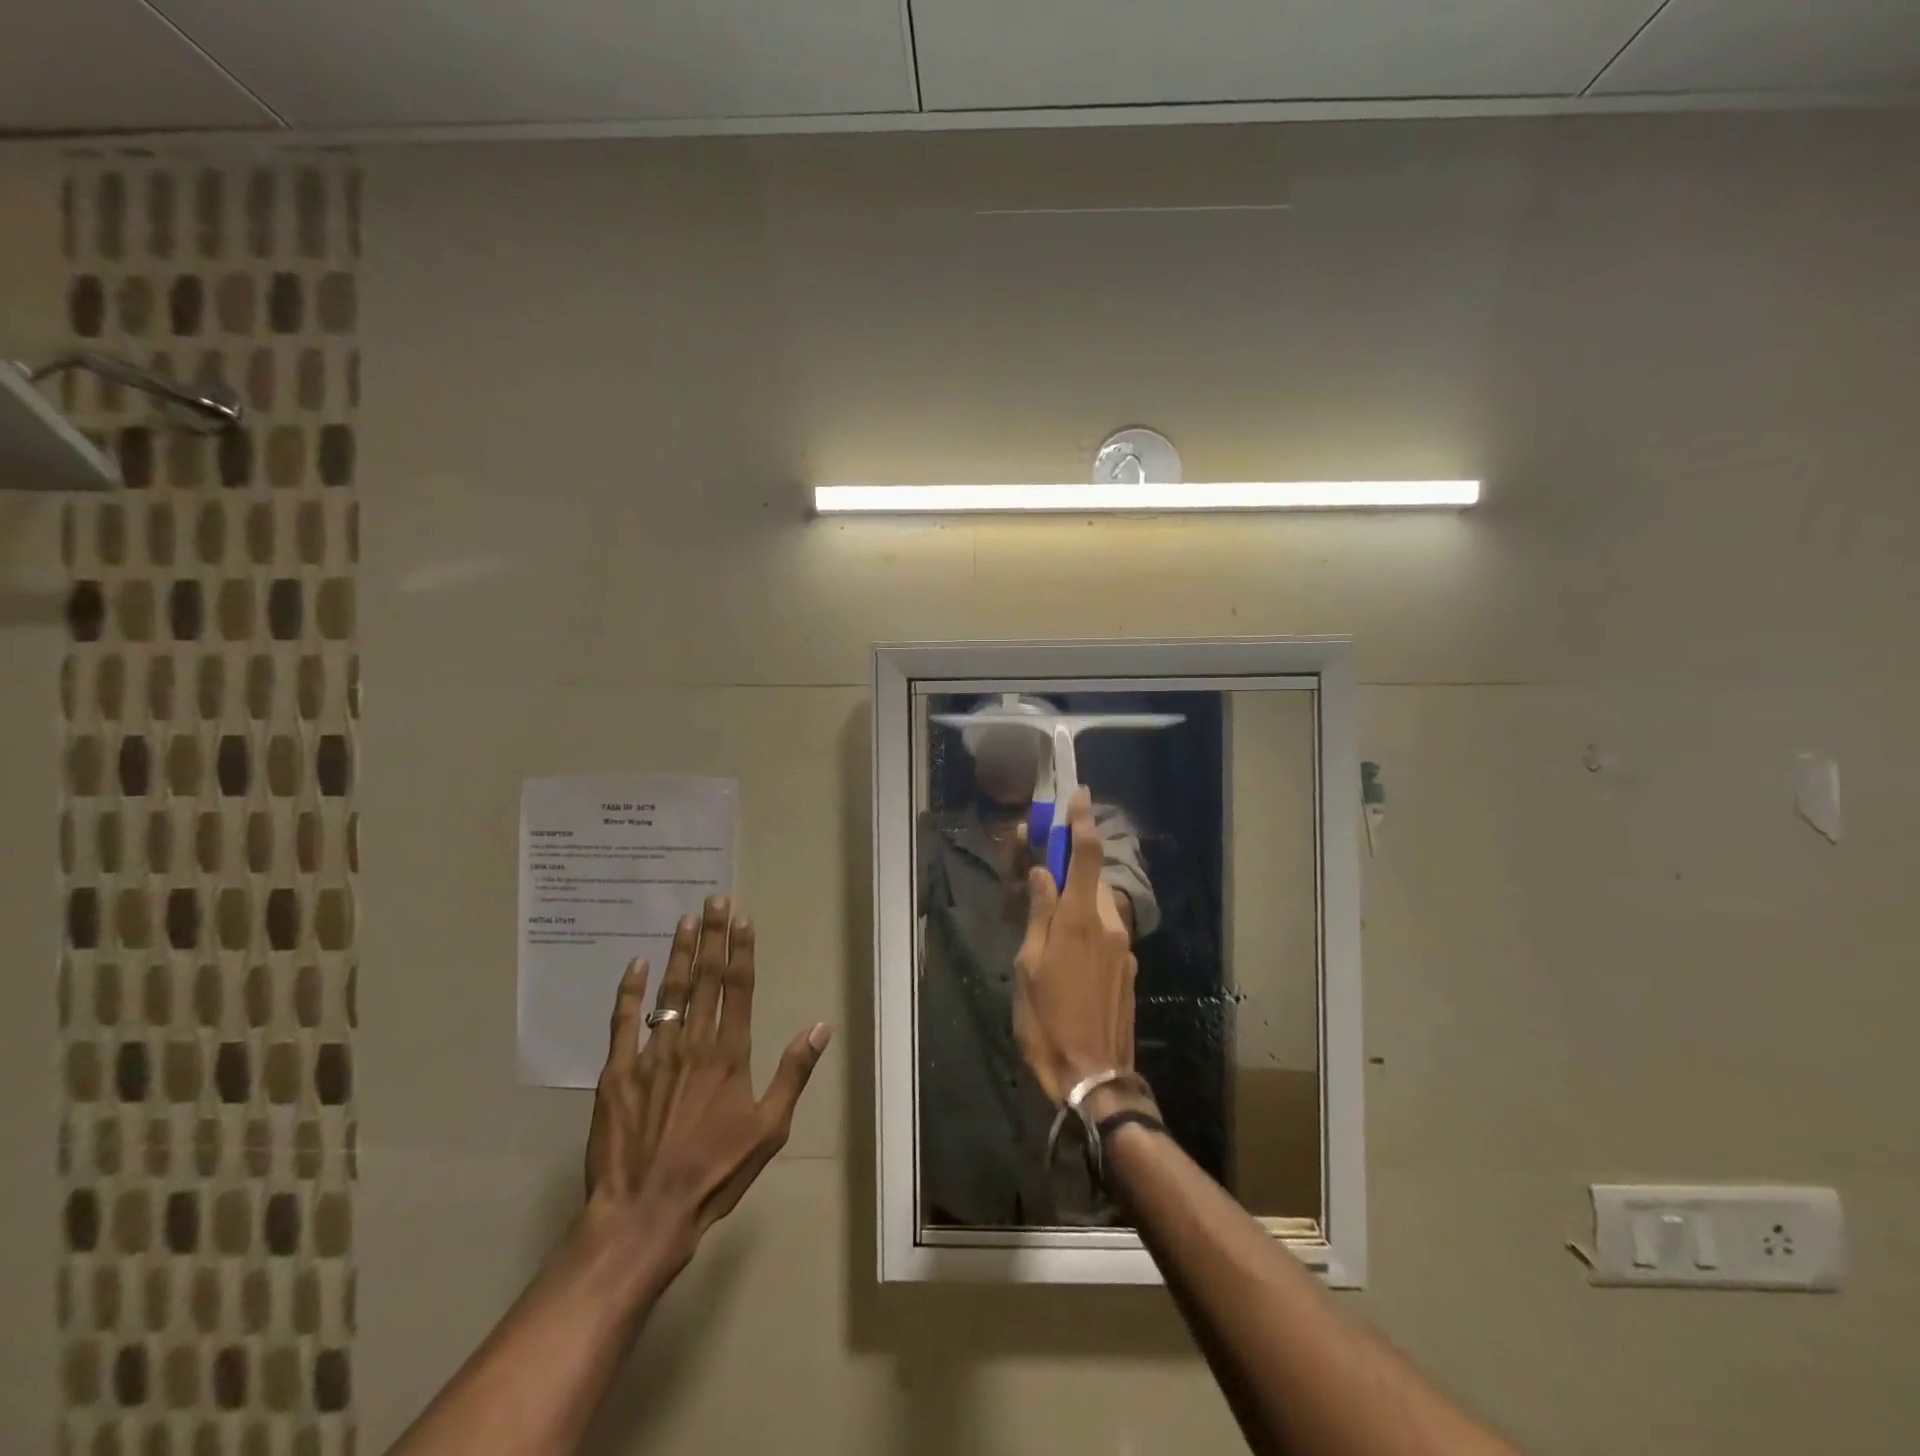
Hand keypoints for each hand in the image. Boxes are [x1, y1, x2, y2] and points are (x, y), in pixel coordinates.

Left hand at [583, 895, 831, 1263]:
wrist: (645, 1213)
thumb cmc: (715, 1172)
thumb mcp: (770, 1128)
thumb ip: (793, 1073)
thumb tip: (821, 1027)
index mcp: (729, 1053)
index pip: (738, 987)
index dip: (740, 950)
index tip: (742, 918)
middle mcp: (693, 1042)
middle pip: (705, 977)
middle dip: (712, 935)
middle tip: (714, 899)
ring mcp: (652, 1054)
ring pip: (669, 990)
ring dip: (679, 952)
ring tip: (685, 920)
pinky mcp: (617, 1073)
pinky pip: (623, 1021)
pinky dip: (630, 990)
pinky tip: (637, 964)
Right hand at [1011, 790, 1139, 1104]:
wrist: (1093, 1076)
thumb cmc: (1047, 1020)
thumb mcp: (1028, 965)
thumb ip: (1039, 914)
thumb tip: (1042, 873)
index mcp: (1080, 919)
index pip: (1085, 855)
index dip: (1082, 821)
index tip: (1079, 794)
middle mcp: (1109, 925)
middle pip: (1089, 880)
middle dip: (1067, 869)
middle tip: (1038, 878)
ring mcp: (1123, 949)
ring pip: (1095, 909)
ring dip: (1073, 904)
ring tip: (1044, 934)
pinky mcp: (1128, 970)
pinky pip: (1104, 935)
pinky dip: (1084, 931)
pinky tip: (1064, 962)